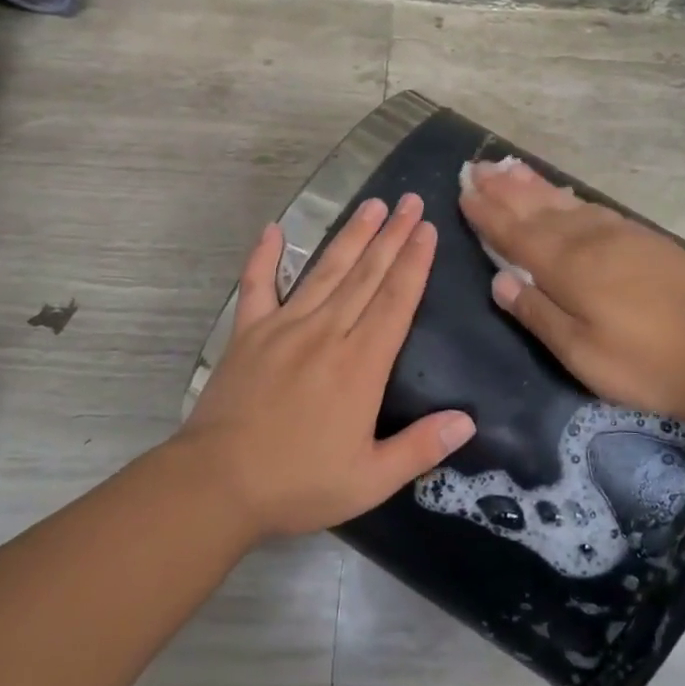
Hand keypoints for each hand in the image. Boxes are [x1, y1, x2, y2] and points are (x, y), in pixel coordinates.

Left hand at [177, 194, 475, 540]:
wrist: (217, 484)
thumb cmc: (298, 483)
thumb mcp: (369, 480)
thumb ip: (420, 448)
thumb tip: (468, 421)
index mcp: (360, 365)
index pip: (395, 301)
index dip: (414, 263)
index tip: (426, 228)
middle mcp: (326, 333)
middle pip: (366, 275)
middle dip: (392, 236)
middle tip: (409, 200)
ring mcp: (283, 327)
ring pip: (325, 271)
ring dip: (351, 235)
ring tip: (371, 204)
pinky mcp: (248, 332)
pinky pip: (257, 285)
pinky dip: (264, 256)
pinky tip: (273, 230)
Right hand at [458, 159, 684, 431]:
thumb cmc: (649, 364)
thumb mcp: (583, 355)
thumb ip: (538, 314)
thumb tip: (499, 281)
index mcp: (569, 268)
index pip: (516, 235)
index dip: (488, 214)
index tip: (464, 192)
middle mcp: (589, 240)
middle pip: (537, 209)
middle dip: (504, 189)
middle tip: (477, 167)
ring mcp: (620, 234)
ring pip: (564, 202)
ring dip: (532, 185)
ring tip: (507, 168)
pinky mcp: (644, 238)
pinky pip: (592, 207)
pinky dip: (567, 195)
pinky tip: (561, 194)